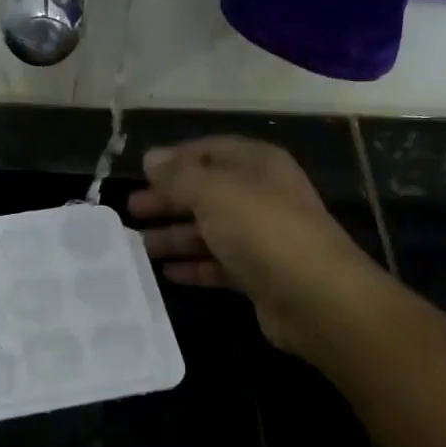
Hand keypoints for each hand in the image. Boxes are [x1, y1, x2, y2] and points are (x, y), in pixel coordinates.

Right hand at [128, 137, 379, 352]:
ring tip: (139, 246)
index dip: (174, 160)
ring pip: (210, 231)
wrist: (314, 295)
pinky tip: (167, 273)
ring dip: (175, 236)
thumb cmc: (262, 230)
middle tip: (131, 211)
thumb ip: (179, 176)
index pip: (209, 151)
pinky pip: (219, 264)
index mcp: (257, 165)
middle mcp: (261, 196)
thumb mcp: (214, 192)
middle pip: (207, 192)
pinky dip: (194, 266)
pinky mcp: (259, 275)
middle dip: (168, 200)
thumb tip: (152, 158)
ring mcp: (262, 238)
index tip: (140, 173)